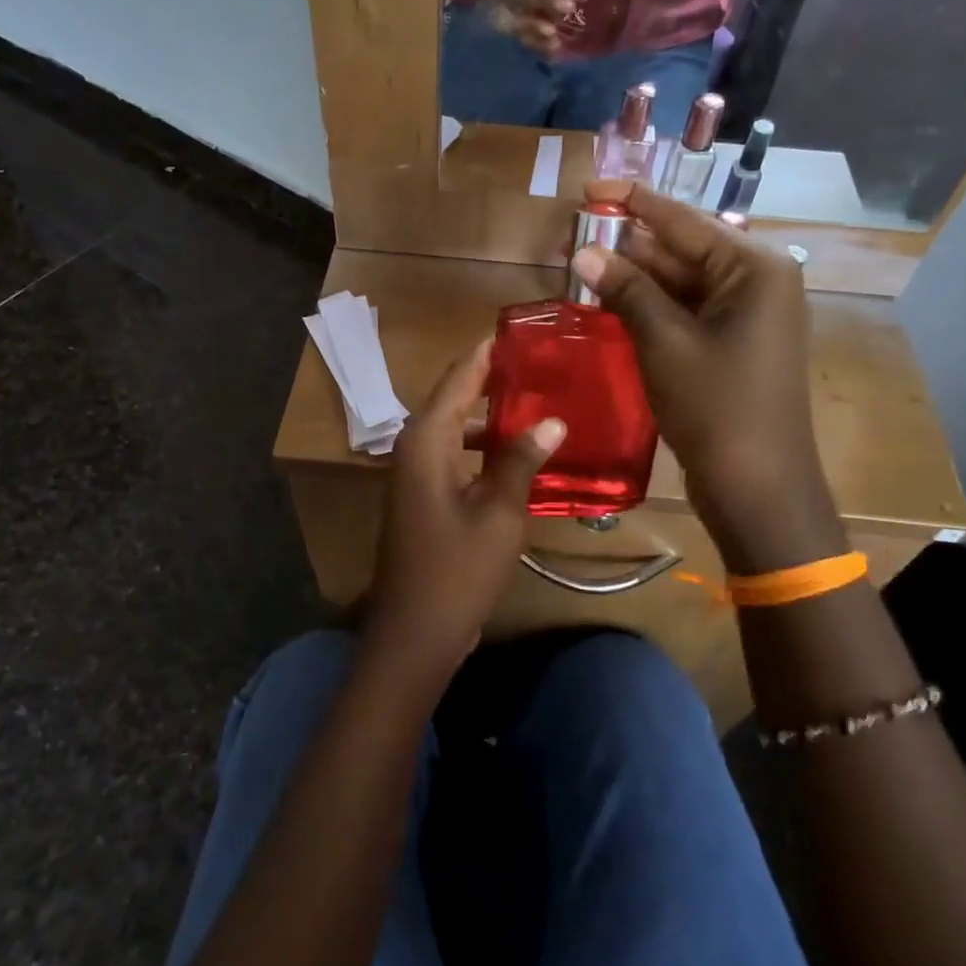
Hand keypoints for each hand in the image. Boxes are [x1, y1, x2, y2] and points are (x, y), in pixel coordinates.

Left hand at [362, 340, 564, 686]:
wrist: (413, 634)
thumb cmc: (457, 570)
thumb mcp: (499, 512)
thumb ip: (520, 460)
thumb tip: (551, 419)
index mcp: (426, 441)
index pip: (457, 378)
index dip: (485, 353)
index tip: (517, 330)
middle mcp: (414, 448)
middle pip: (452, 398)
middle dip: (489, 378)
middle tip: (537, 361)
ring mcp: (414, 475)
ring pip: (453, 428)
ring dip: (487, 413)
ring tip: (533, 397)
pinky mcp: (422, 498)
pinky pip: (452, 454)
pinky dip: (480, 444)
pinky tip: (514, 450)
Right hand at [572, 181, 847, 574]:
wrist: (757, 487)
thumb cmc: (716, 407)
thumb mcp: (664, 342)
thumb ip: (626, 291)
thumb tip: (584, 253)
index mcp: (754, 269)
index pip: (683, 222)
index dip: (632, 203)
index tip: (589, 188)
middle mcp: (757, 282)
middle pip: (684, 250)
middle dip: (630, 245)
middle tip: (576, 236)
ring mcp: (748, 316)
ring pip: (683, 283)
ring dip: (637, 278)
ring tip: (584, 266)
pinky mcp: (734, 345)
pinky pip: (688, 312)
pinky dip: (652, 307)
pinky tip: (612, 303)